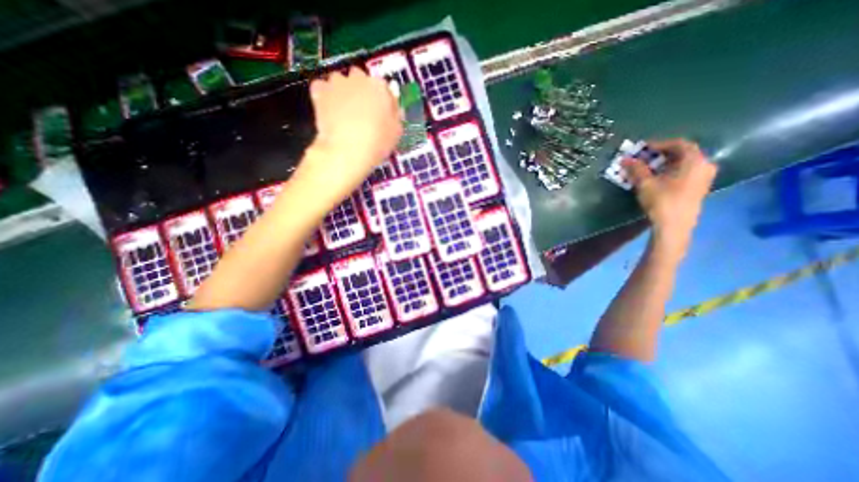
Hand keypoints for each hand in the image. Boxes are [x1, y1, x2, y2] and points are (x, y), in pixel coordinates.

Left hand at [296, 66, 402, 203]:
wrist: (347, 150)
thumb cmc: (377, 143)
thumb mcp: (396, 132)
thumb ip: (395, 115)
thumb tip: (394, 107)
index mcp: (380, 87)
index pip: (383, 86)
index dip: (382, 100)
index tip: (381, 112)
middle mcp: (358, 78)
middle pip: (360, 78)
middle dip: (361, 90)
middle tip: (362, 112)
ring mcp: (337, 83)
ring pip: (340, 80)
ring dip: (342, 91)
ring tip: (343, 112)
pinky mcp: (319, 91)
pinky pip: (321, 87)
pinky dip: (324, 94)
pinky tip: (328, 109)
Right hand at [626, 139, 718, 258]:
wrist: (674, 226)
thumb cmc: (662, 201)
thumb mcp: (645, 183)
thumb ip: (636, 169)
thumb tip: (625, 158)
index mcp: (695, 161)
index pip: (679, 144)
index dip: (659, 144)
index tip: (642, 148)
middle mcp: (704, 166)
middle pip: (683, 153)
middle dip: (661, 154)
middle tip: (643, 158)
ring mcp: (704, 178)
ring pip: (683, 164)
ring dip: (664, 163)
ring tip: (646, 168)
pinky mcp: (698, 188)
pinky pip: (685, 172)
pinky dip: (670, 171)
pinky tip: (657, 178)